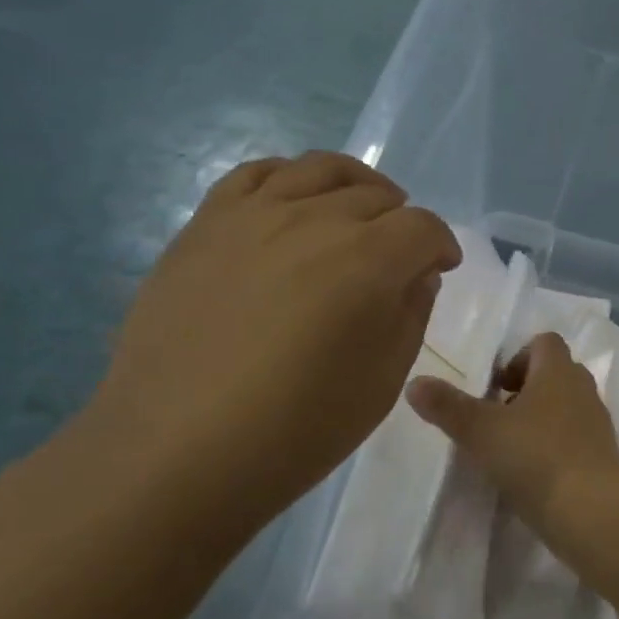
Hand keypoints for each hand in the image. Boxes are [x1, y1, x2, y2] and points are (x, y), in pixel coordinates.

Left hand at [90, 152, 460, 506]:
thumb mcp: (383, 381)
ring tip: (356, 212)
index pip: (423, 227)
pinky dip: (289, 176)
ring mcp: (254, 215)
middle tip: (397, 258)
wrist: (177, 450)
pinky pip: (256, 172)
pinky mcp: (207, 223)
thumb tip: (417, 273)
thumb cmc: (296, 428)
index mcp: (367, 260)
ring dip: (354, 186)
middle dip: (400, 223)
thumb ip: (411, 314)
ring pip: (320, 168)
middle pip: (377, 196)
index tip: (441, 268)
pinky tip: (294, 203)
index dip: (441, 245)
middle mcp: (315, 220)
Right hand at [406, 333, 618, 525]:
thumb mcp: (481, 431)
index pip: (544, 342)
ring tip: (512, 447)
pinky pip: (576, 437)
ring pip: (567, 406)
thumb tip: (414, 383)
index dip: (519, 356)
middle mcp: (582, 389)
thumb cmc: (535, 457)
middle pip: (556, 373)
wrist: (591, 509)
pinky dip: (557, 445)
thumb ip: (447, 406)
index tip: (496, 386)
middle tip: (499, 416)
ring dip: (542, 418)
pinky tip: (534, 473)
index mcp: (558, 371)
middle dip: (527, 388)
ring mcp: (597, 423)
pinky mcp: (603, 456)